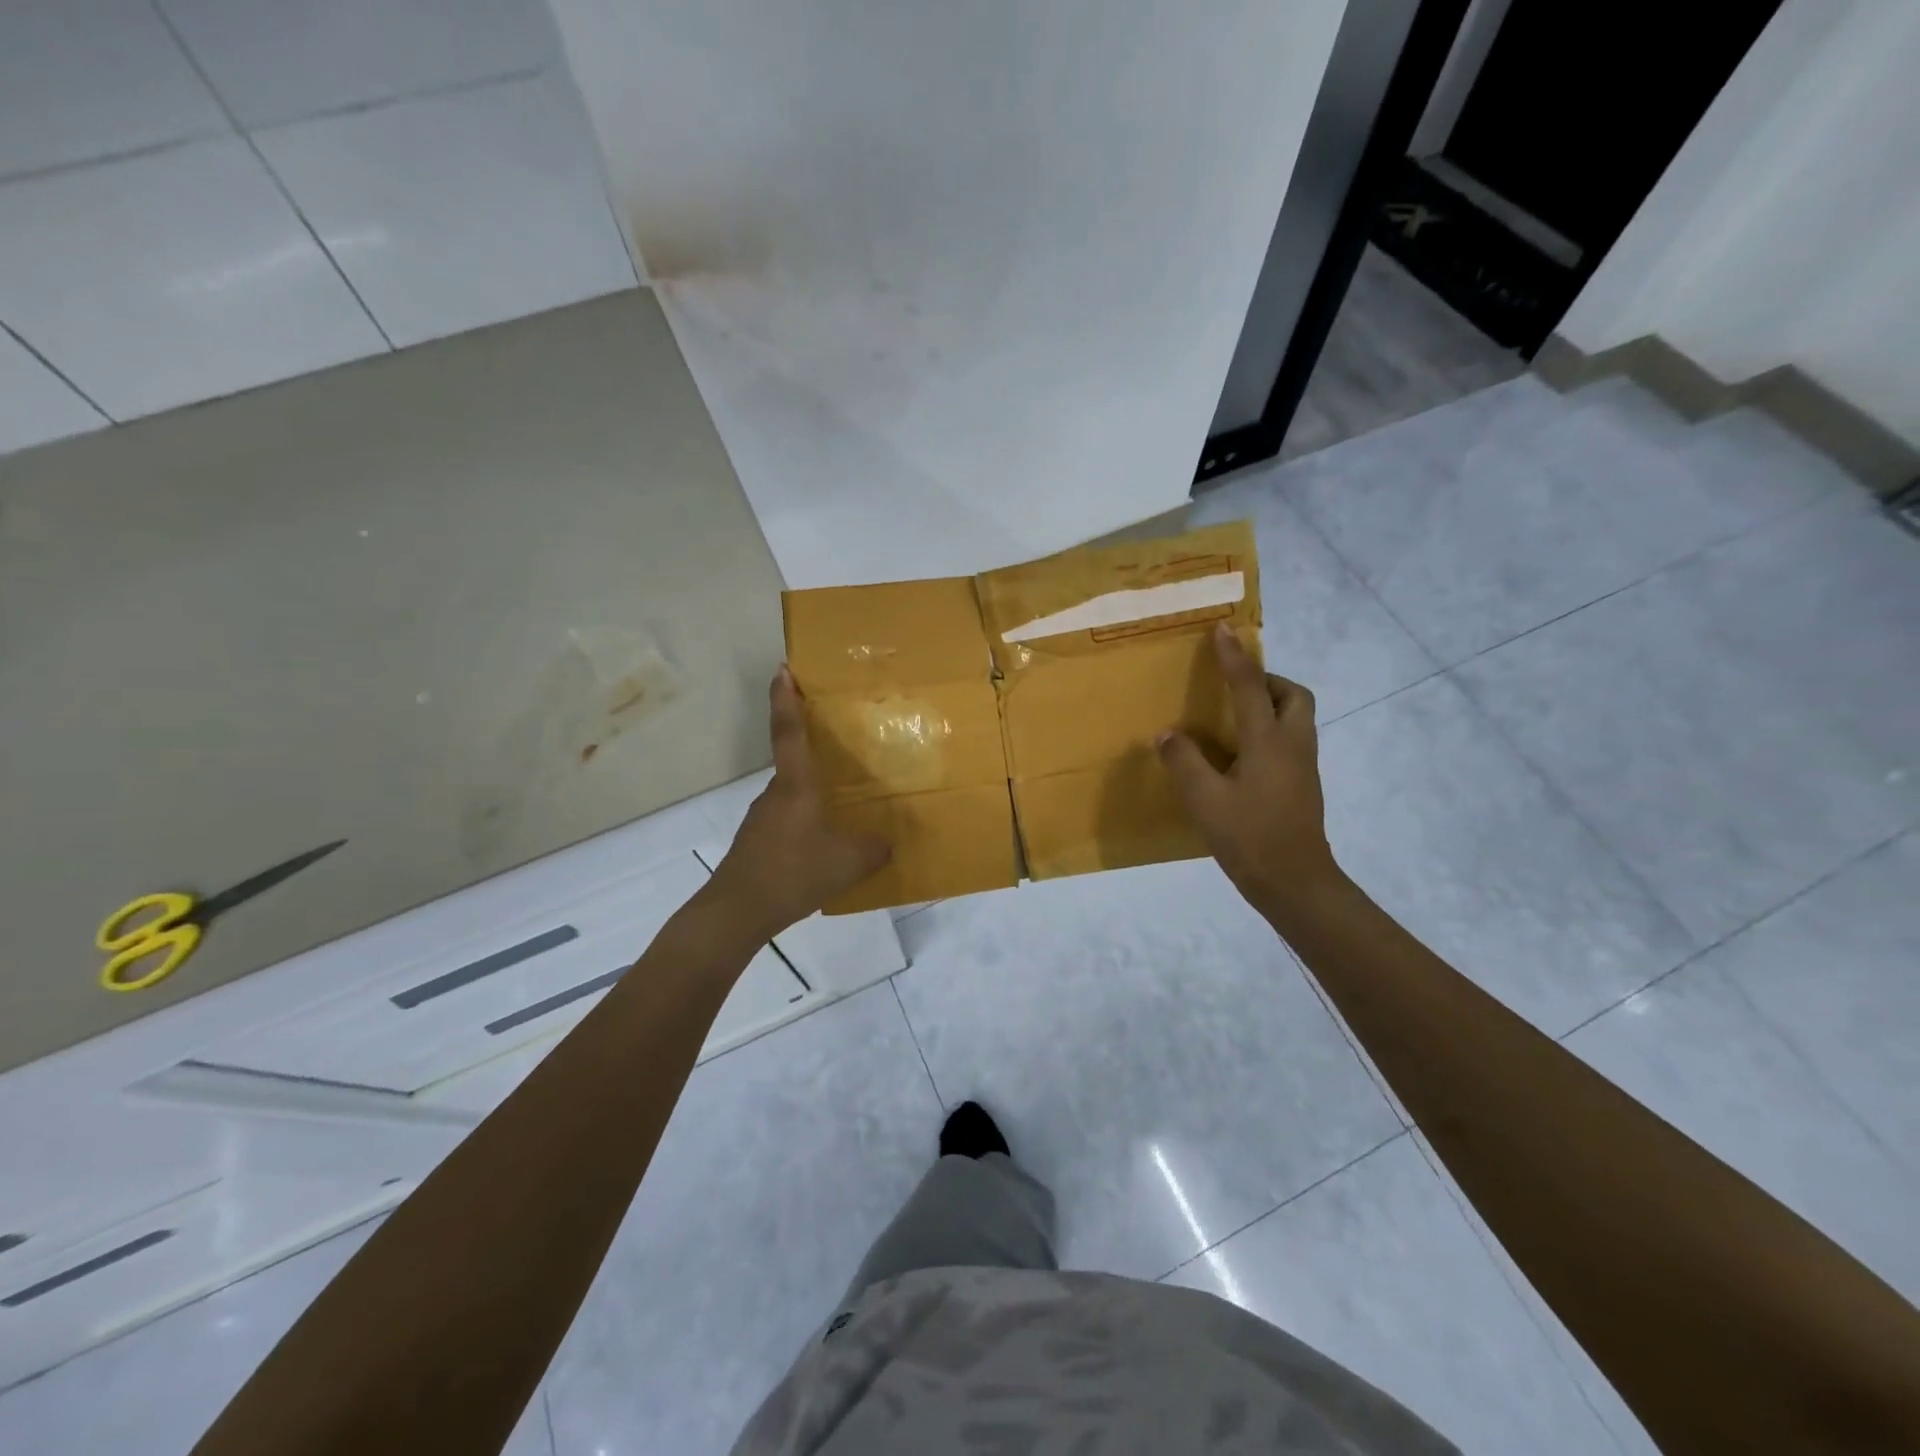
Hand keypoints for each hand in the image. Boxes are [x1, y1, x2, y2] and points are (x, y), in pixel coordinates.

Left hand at [709, 667, 890, 937]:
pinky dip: (807, 820)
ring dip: (814, 792)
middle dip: (815, 748)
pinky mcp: (758, 841)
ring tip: (845, 803)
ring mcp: (763, 817)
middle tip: (845, 743)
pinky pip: (789, 819)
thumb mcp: (849, 862)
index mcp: (796, 785)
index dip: (786, 698)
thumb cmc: (794, 872)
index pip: (789, 731)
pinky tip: (825, 844)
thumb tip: (886, 842)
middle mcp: (776, 793)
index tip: (783, 669)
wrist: (738, 911)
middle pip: (795, 761)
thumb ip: (874, 848)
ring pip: (794, 794)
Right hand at [1158, 625, 1343, 919]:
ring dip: (1270, 705)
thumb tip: (1168, 734)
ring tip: (1232, 719)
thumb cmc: (1249, 837)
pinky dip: (1269, 732)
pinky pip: (1290, 741)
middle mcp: (1293, 745)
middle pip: (1294, 695)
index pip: (1249, 686)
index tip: (1223, 629)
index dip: (1234, 656)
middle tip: (1235, 688)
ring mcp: (1303, 766)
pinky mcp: (1302, 785)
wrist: (1295, 882)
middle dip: (1267, 680)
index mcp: (1268, 741)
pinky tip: (1239, 755)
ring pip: (1296, 718)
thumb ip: (1184, 762)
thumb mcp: (1205, 800)